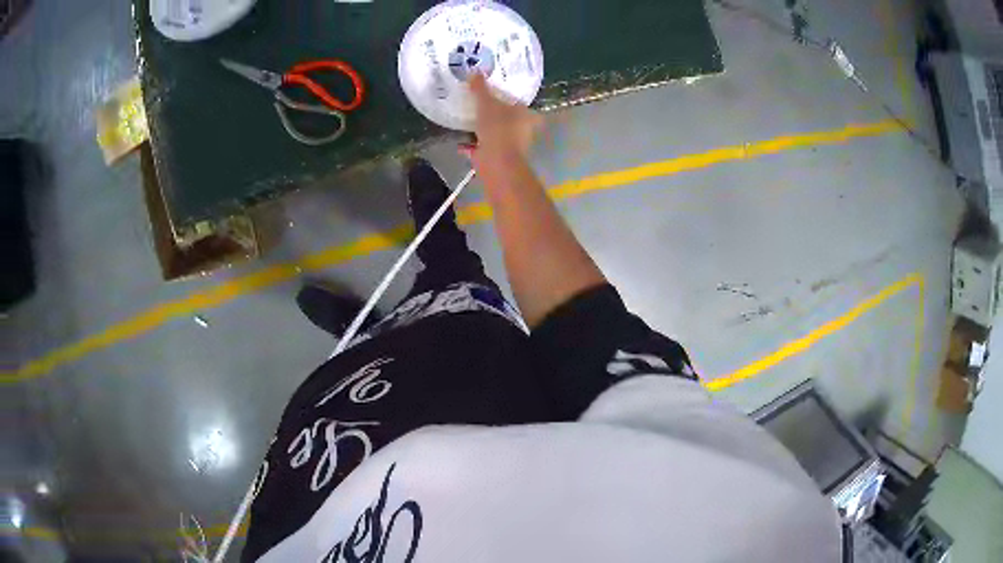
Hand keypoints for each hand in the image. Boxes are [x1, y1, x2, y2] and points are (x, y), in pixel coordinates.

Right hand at [463, 74, 543, 166]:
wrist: (497, 162)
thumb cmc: (498, 128)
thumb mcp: (486, 103)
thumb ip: (480, 88)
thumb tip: (475, 71)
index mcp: (524, 114)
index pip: (519, 103)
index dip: (509, 99)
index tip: (495, 95)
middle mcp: (521, 129)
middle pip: (508, 119)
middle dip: (496, 115)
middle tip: (480, 106)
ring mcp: (510, 145)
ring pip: (497, 133)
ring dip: (485, 130)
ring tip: (470, 122)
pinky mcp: (498, 157)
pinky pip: (484, 147)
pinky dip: (474, 145)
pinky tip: (461, 142)